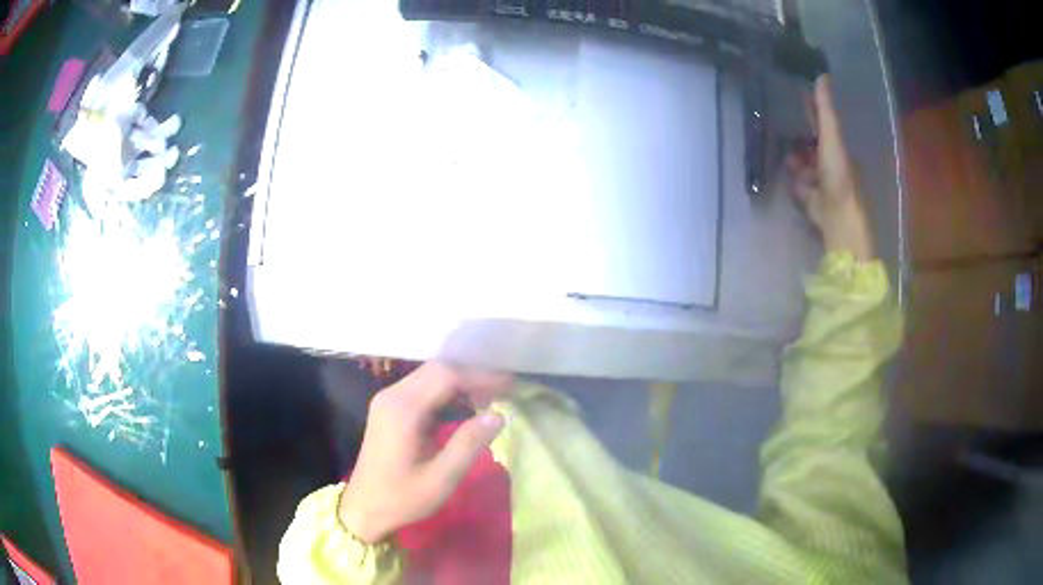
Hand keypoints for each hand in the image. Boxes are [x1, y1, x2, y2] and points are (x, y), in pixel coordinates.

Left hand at [338, 362, 508, 543]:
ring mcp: (387, 400)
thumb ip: (468, 444)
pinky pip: (421, 388)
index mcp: (403, 410)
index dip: (480, 376)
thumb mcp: (441, 478)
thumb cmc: (402, 498)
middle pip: (437, 369)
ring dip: (460, 381)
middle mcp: (392, 395)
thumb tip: (497, 415)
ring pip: (429, 375)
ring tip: (490, 397)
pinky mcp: (389, 408)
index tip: (510, 386)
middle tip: (504, 390)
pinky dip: (446, 391)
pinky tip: (465, 406)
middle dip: (472, 375)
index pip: (446, 375)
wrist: (363, 508)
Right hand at [787, 75, 874, 261]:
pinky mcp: (815, 203)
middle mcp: (834, 166)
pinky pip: (803, 189)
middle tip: (788, 135)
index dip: (813, 112)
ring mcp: (825, 185)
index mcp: (839, 149)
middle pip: (814, 148)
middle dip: (802, 142)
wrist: (839, 217)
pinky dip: (798, 185)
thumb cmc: (838, 175)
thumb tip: (823, 75)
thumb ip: (825, 109)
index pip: (825, 125)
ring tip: (789, 163)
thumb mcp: (832, 137)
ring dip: (798, 164)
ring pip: (807, 168)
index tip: (800, 97)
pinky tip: (793, 184)